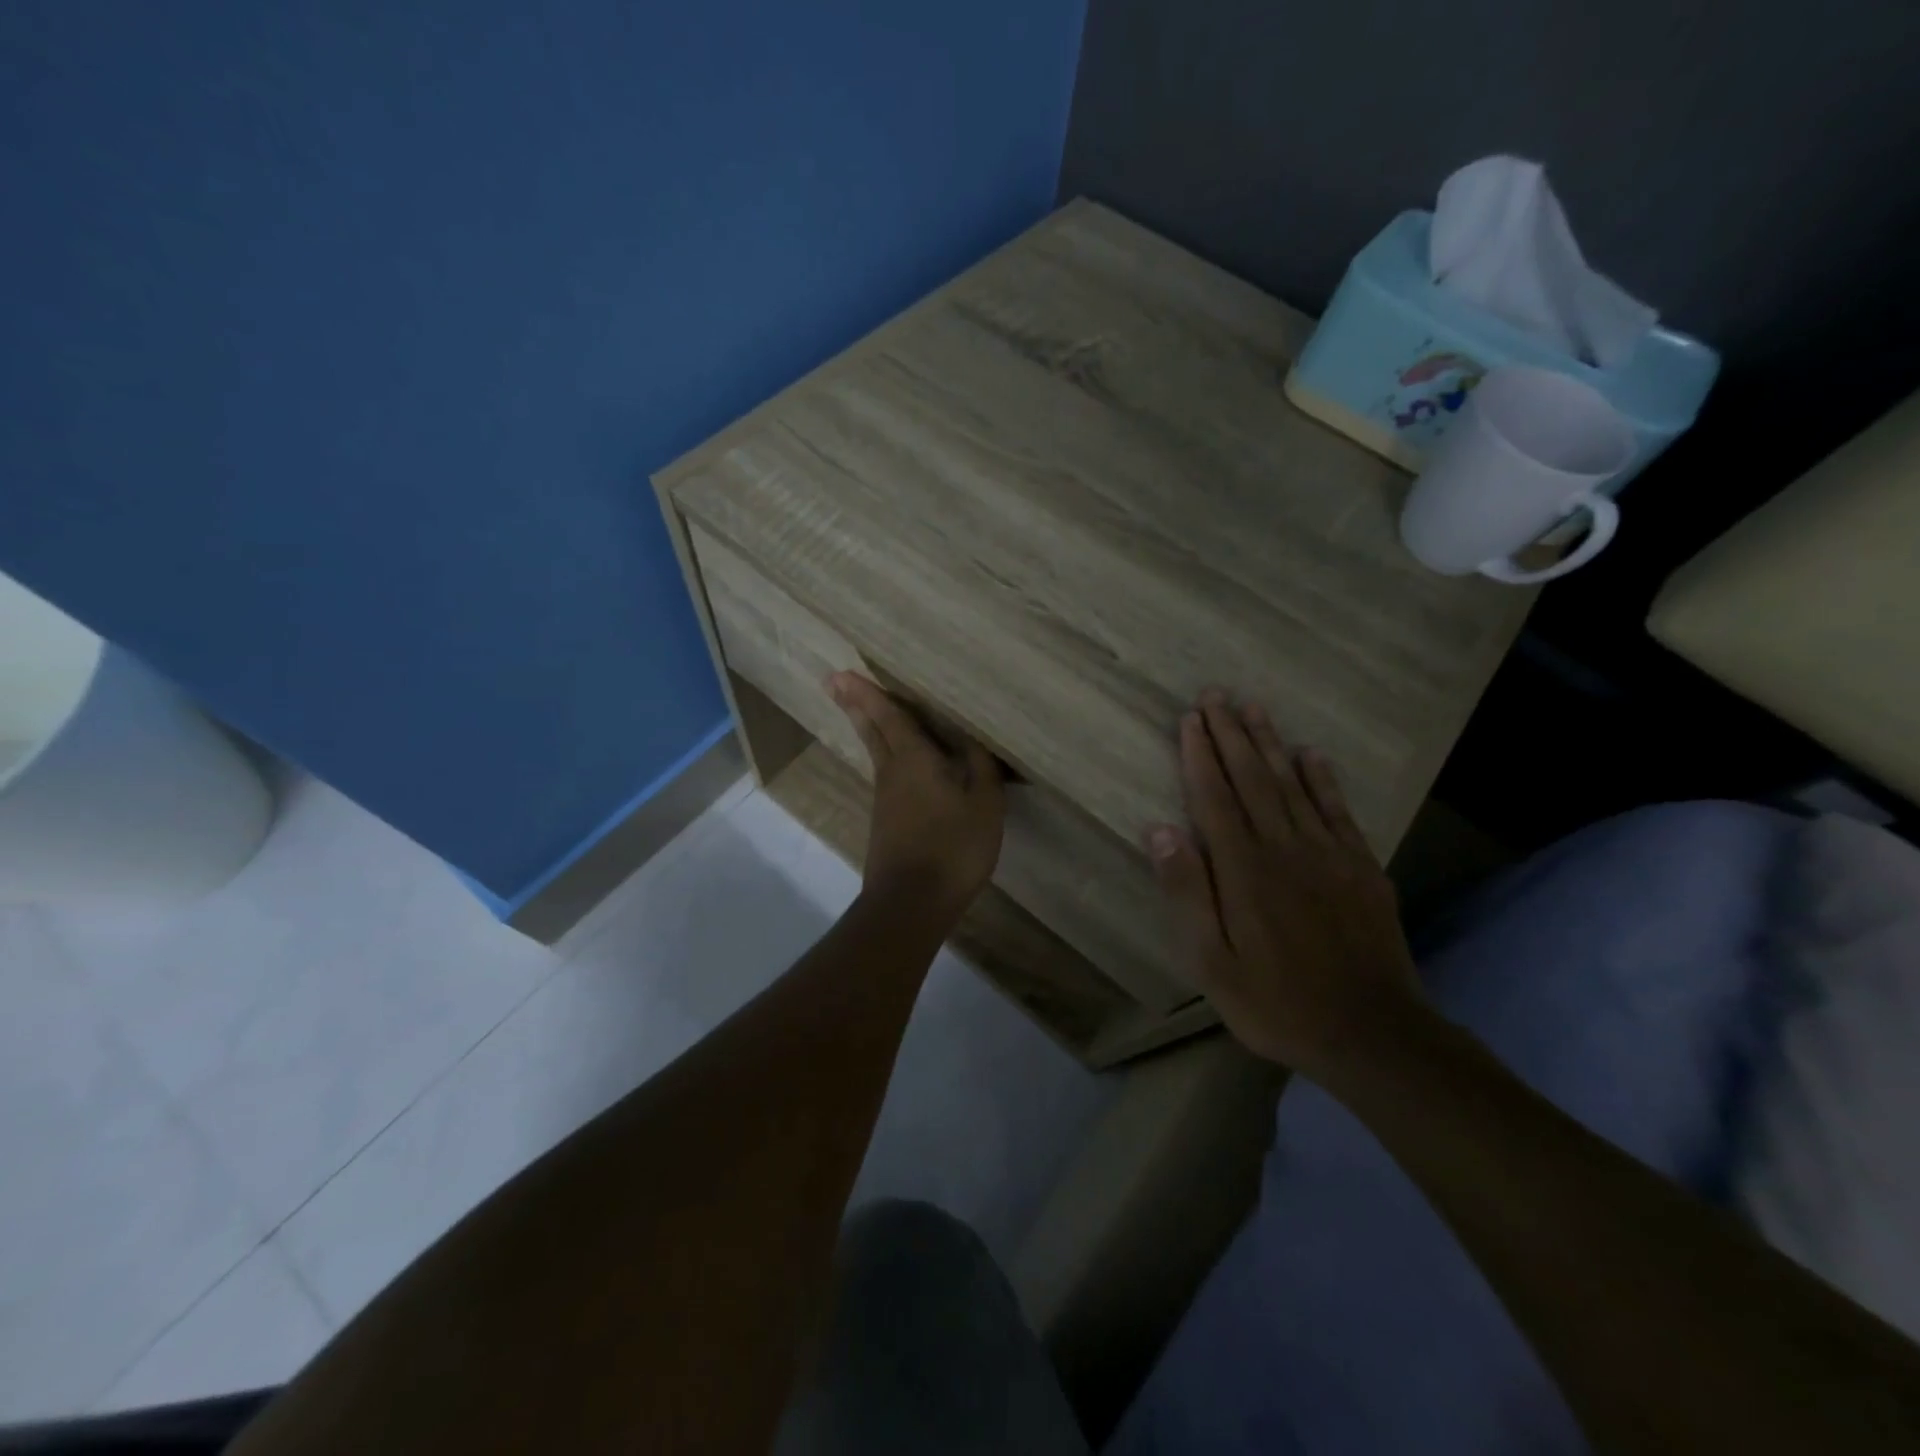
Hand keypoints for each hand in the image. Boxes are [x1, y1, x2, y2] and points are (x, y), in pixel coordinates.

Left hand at [828, 672, 1004, 921]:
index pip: (889, 717)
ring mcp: (885, 801)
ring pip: (877, 754)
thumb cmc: (953, 846)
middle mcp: (892, 774)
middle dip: (856, 706)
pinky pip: (887, 777)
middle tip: (835, 683)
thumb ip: (980, 767)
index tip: (841, 674)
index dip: (868, 694)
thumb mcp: (983, 803)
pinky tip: (899, 766)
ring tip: (866, 712)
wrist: (912, 902)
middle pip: (872, 732)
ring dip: (869, 729)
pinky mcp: (886, 824)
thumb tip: (971, 739)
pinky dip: (887, 758)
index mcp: (914, 760)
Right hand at [1148, 689, 1425, 1078]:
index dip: (1200, 755)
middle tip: (1216, 695)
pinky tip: (1311, 754)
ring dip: (1270, 743)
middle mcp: (1285, 847)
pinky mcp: (1361, 866)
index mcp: (1244, 869)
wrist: (1372, 1033)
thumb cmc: (1277, 1002)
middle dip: (1231, 734)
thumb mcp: (1212, 962)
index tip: (1190, 719)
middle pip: (1253, 778)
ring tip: (1254, 708)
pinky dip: (1322, 778)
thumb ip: (1187, 892)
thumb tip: (1160, 829)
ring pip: (1293, 784)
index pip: (1215, 797)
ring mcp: (1328, 854)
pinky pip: (1337, 809)